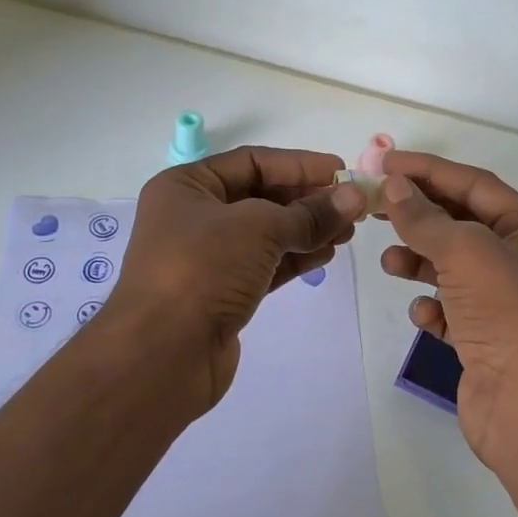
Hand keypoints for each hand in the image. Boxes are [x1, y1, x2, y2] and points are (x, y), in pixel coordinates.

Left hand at [105, 146, 367, 409]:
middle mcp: (192, 217)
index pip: (251, 162)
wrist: (162, 354)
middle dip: (307, 199)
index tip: (341, 171)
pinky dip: (294, 258)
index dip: (298, 164)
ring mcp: (206, 259)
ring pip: (265, 234)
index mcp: (186, 187)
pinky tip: (326, 254)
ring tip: (348, 231)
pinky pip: (264, 265)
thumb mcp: (260, 228)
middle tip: (352, 205)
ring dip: (307, 229)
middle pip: (260, 197)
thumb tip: (355, 196)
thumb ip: (310, 213)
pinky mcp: (221, 294)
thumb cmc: (203, 269)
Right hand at [378, 152, 517, 468]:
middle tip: (375, 207)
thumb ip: (425, 217)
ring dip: (419, 261)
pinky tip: (425, 315)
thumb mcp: (465, 252)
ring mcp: (506, 302)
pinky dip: (434, 306)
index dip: (429, 171)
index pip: (476, 185)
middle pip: (462, 224)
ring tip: (390, 262)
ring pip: (453, 267)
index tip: (385, 163)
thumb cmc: (507, 315)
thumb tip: (395, 186)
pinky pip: (452, 308)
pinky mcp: (487, 338)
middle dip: (420, 216)